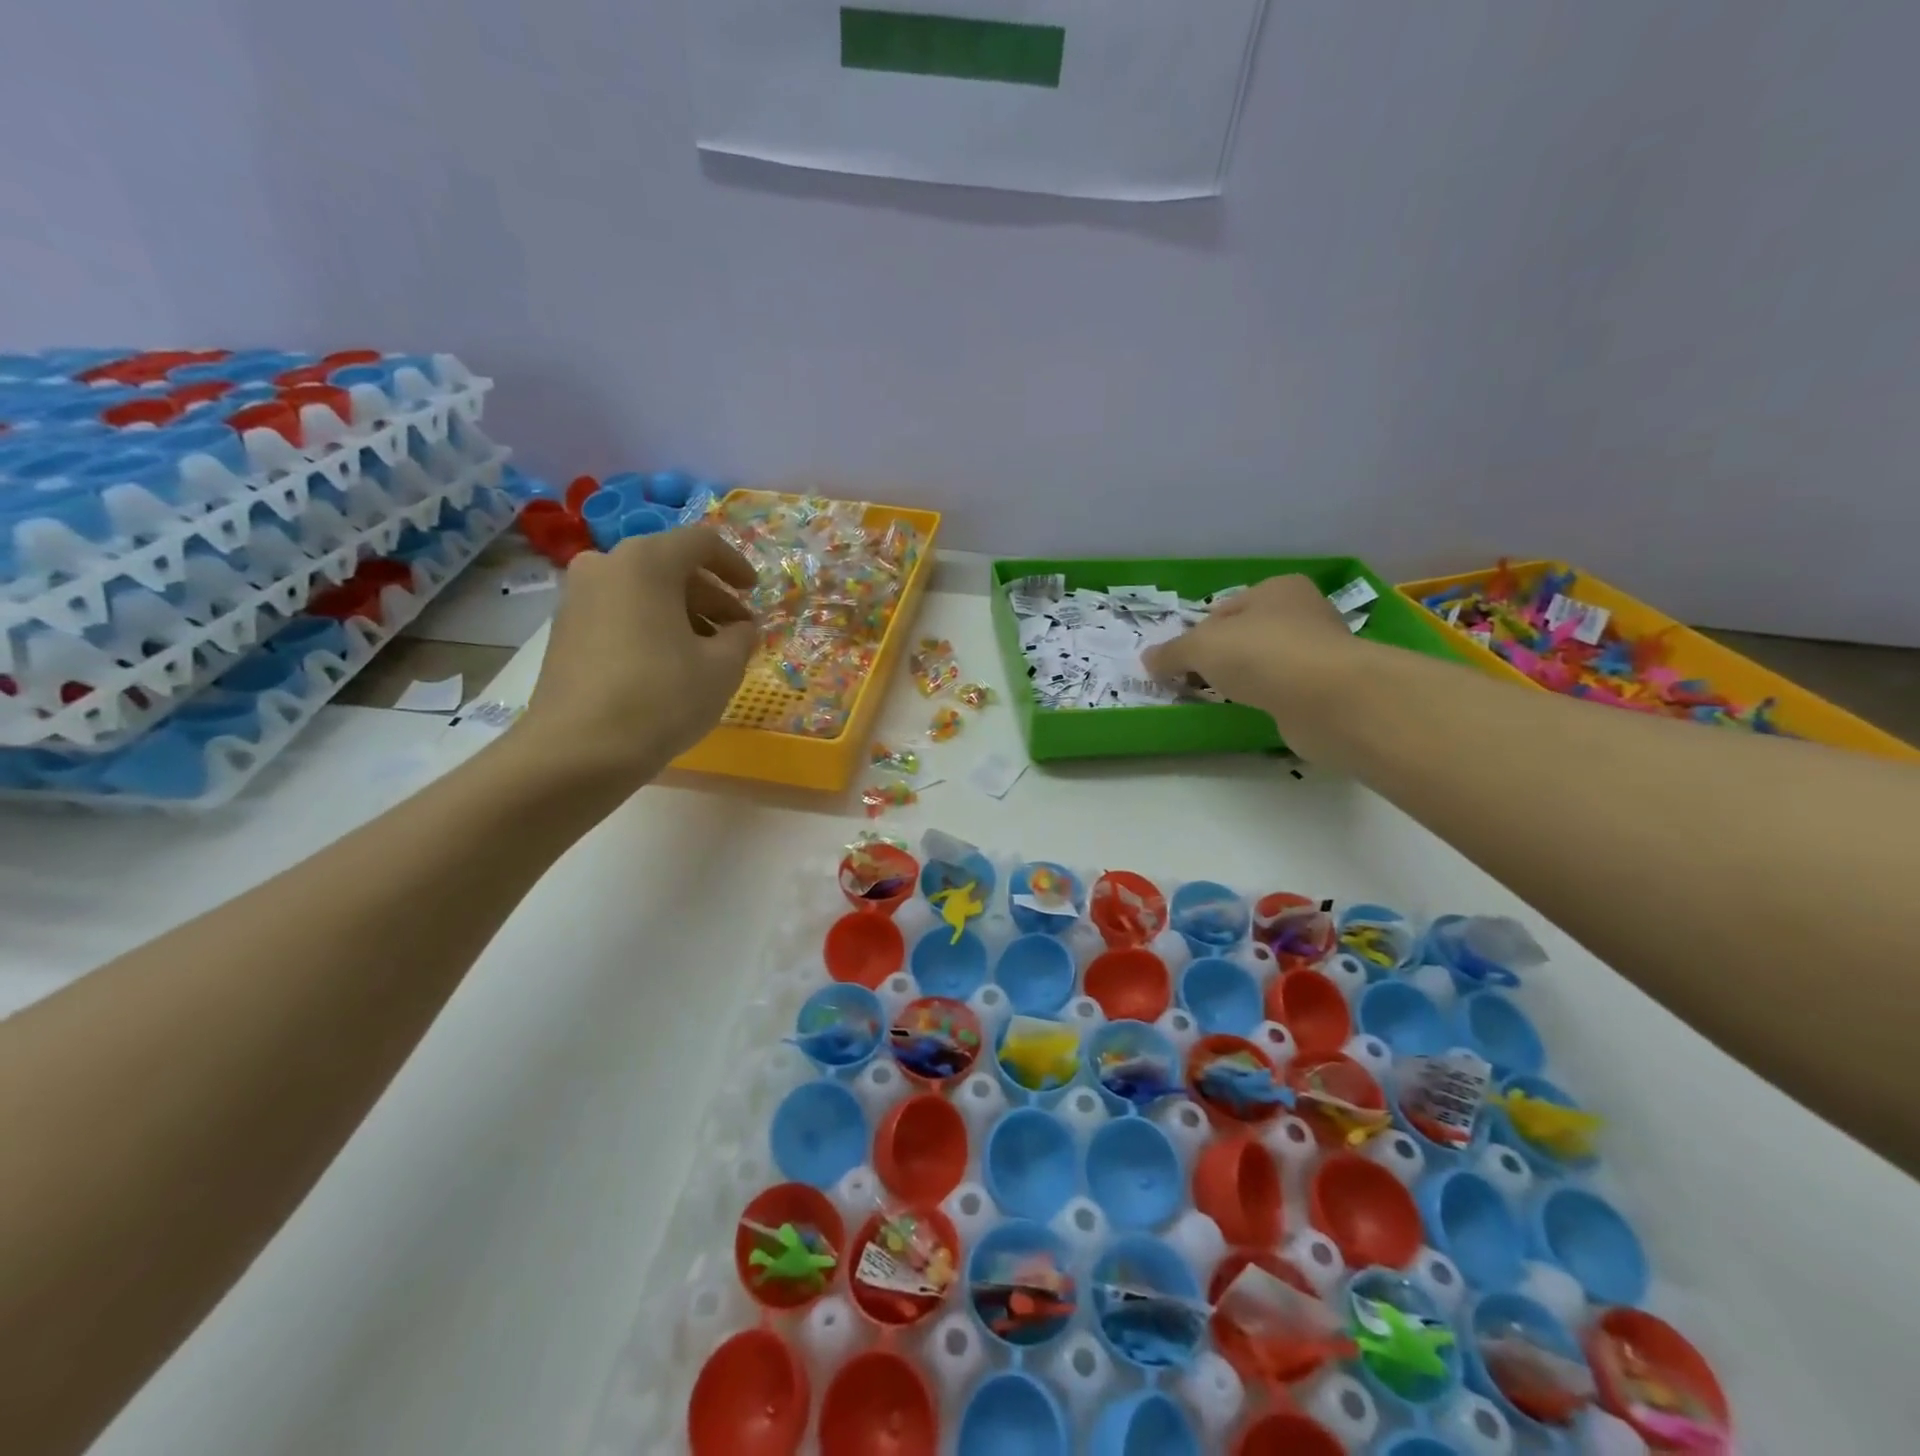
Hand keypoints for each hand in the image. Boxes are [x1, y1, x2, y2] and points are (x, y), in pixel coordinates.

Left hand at [518, 525, 758, 785]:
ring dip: (682, 615)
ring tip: (708, 654)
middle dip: (711, 597)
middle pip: (670, 567)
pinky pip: (620, 614)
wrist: (578, 750)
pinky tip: (671, 666)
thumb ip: (742, 637)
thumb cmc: (661, 697)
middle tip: (738, 631)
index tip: (754, 593)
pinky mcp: (564, 632)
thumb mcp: (722, 667)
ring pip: (643, 592)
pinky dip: (651, 628)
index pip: (701, 542)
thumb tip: (742, 629)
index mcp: (646, 561)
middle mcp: (605, 566)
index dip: (736, 565)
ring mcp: (577, 598)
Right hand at [1140, 574, 1363, 754]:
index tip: (1180, 662)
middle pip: (1245, 635)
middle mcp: (1303, 613)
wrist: (1329, 699)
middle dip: (1219, 658)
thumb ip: (1172, 652)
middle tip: (1193, 682)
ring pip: (1265, 664)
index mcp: (1277, 589)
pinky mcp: (1327, 688)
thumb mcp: (1201, 647)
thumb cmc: (1261, 654)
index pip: (1224, 609)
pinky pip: (1283, 691)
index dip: (1197, 634)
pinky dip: (1266, 699)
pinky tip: (1253, 711)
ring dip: (1244, 680)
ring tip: (1221, 699)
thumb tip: (1147, 660)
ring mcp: (1319, 652)